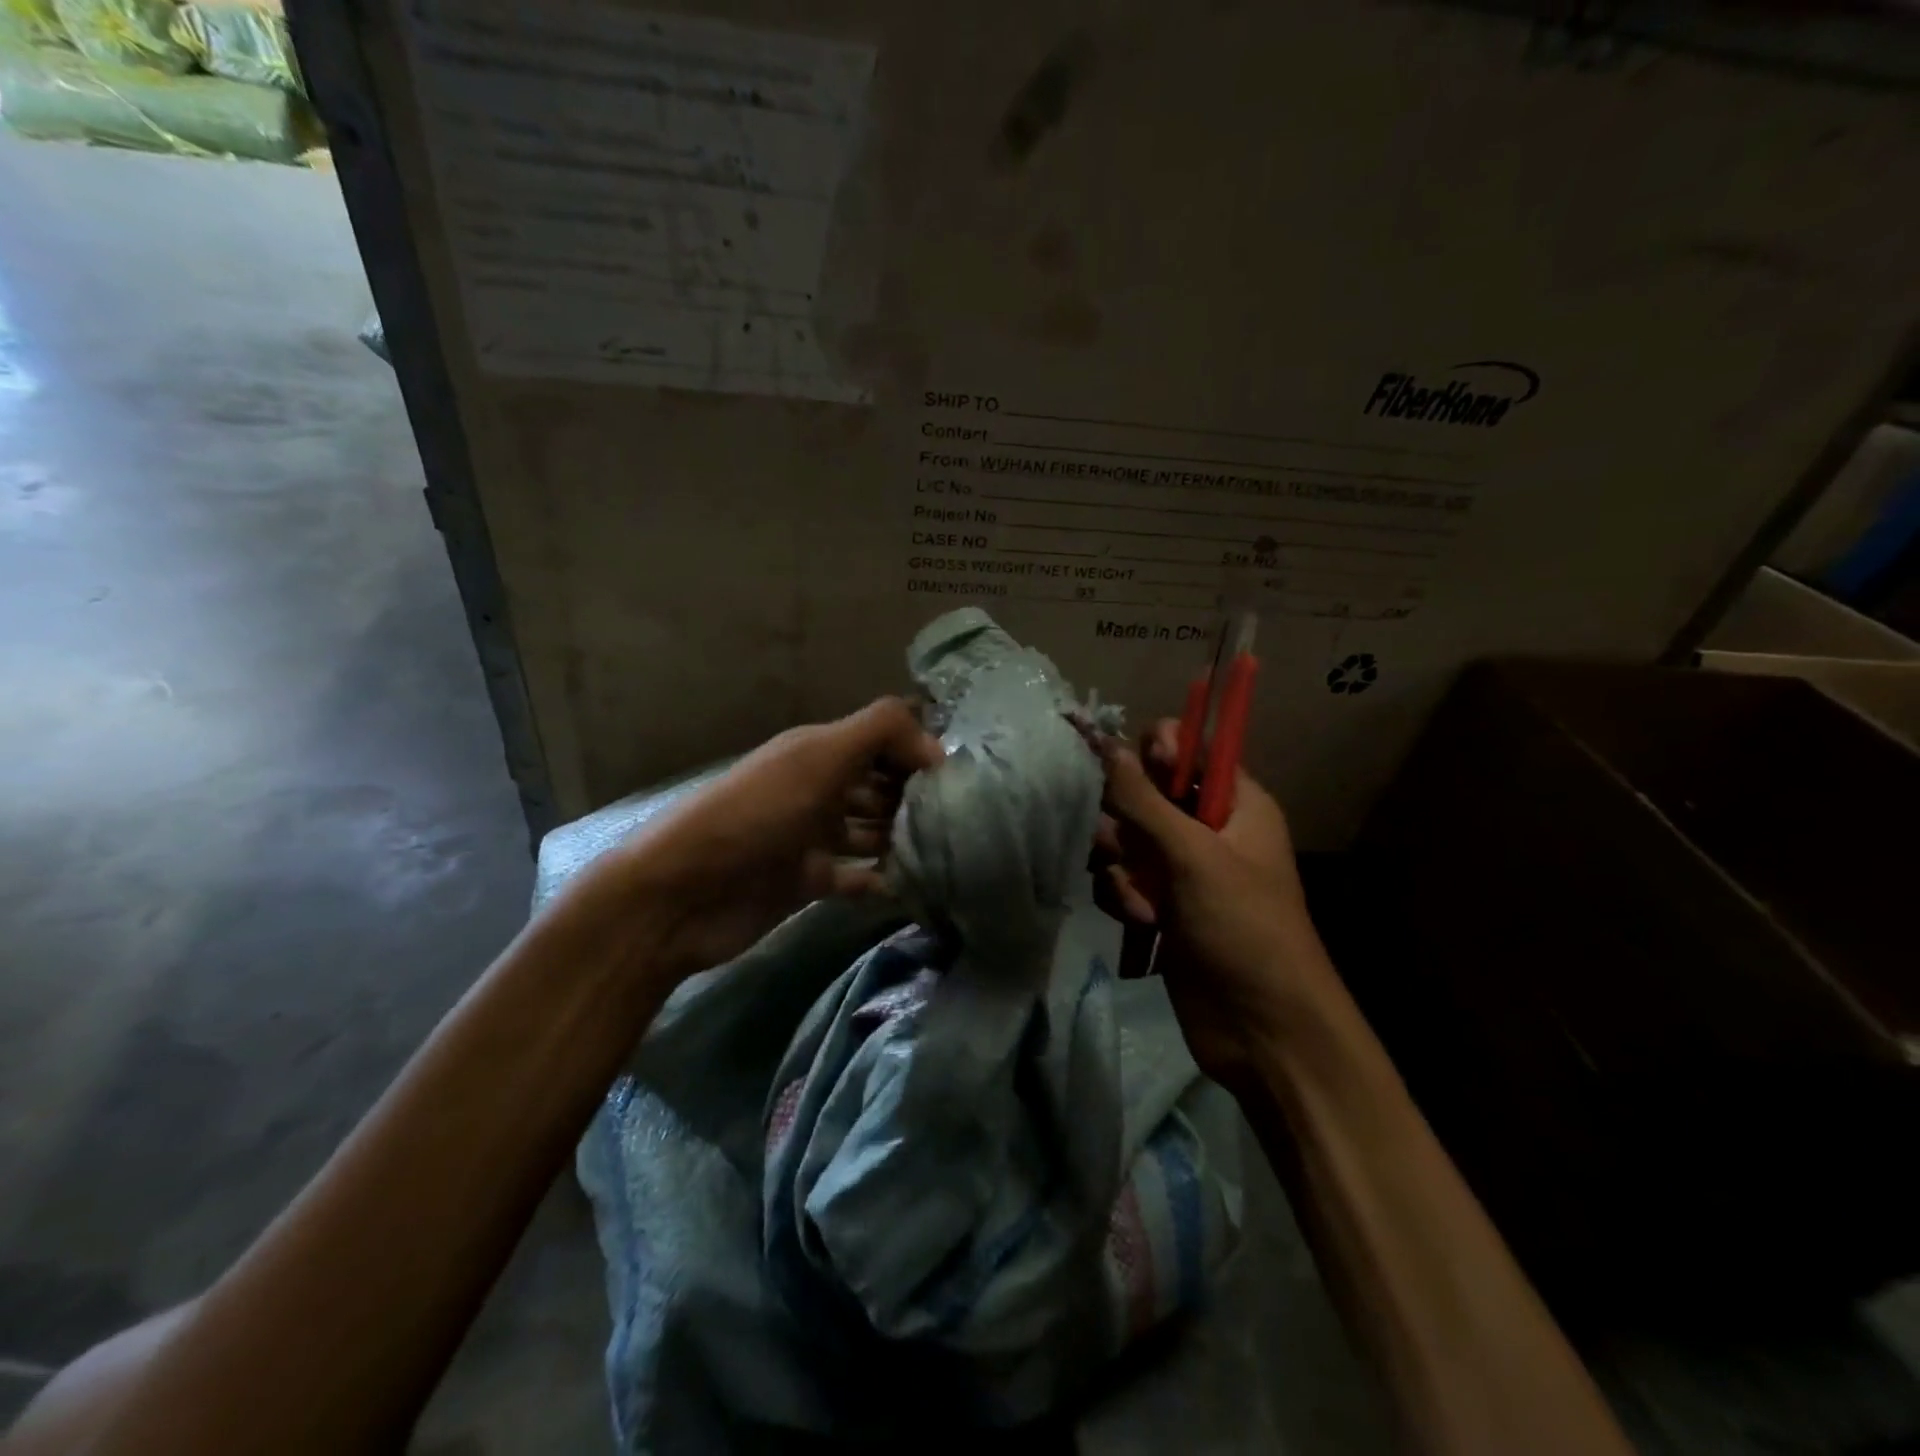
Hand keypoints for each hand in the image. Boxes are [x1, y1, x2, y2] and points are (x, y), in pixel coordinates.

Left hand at [571, 697, 943, 982]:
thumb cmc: (757, 816)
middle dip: (918, 797)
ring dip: (903, 839)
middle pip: (881, 786)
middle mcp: (819, 789)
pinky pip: (856, 877)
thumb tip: (938, 746)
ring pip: (872, 831)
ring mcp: (812, 837)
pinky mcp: (807, 882)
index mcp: (820, 752)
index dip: (919, 752)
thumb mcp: (818, 758)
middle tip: (965, 819)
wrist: (683, 894)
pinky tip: (913, 887)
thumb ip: (880, 733)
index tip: (963, 778)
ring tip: (950, 853)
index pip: (883, 740)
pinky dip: (881, 880)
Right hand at [1092, 721, 1336, 1086]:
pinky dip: (1123, 898)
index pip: (1186, 750)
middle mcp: (1206, 829)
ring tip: (1140, 901)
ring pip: (1124, 840)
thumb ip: (1142, 798)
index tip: (1129, 778)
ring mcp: (1180, 870)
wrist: (1262, 1031)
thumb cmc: (1243, 929)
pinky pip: (1121, 880)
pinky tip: (1139, 923)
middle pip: (1143, 794)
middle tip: (1128, 847)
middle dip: (1125, 821)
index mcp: (1235, 803)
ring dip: (1122, 867)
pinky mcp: (1160, 907)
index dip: (1153, 755)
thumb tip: (1103, 741)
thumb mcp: (1193, 855)